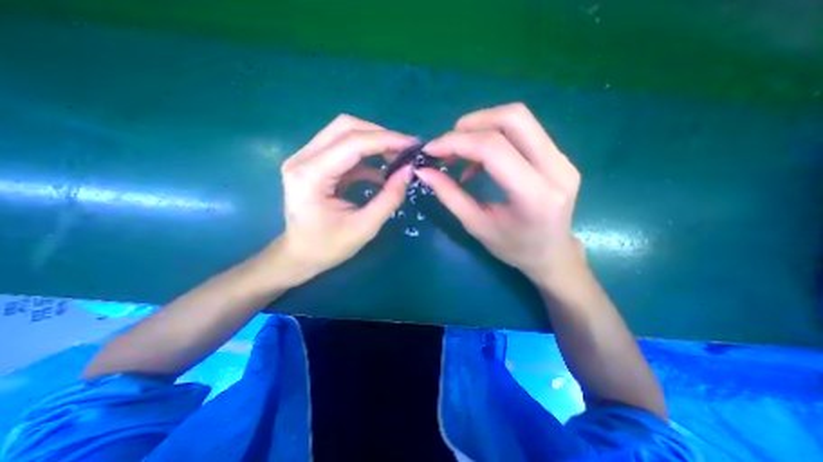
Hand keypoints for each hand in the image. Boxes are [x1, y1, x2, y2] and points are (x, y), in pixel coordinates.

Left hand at [272, 113, 418, 282]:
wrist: (299, 255)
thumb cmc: (328, 247)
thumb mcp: (365, 227)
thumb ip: (389, 197)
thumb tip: (409, 170)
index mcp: (311, 176)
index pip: (352, 143)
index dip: (386, 140)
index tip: (413, 145)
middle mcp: (302, 159)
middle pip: (346, 127)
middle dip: (380, 135)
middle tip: (405, 150)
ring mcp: (305, 159)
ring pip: (344, 133)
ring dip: (374, 142)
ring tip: (397, 157)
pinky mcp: (313, 164)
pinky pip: (343, 149)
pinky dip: (366, 156)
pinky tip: (381, 172)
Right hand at [419, 103, 583, 285]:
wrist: (552, 253)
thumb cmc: (513, 248)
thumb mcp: (476, 226)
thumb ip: (450, 196)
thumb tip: (423, 171)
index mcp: (535, 196)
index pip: (494, 149)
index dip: (457, 143)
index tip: (431, 150)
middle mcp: (556, 169)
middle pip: (513, 119)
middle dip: (471, 125)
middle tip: (447, 145)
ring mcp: (562, 159)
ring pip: (519, 119)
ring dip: (481, 127)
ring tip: (460, 153)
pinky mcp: (559, 155)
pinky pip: (523, 131)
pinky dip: (493, 136)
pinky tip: (478, 160)